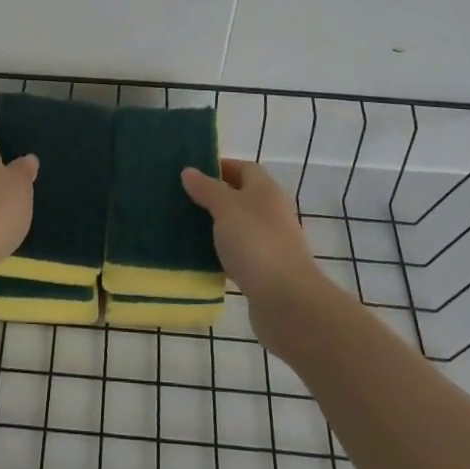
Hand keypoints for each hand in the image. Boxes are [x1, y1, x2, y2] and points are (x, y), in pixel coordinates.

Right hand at [181, 159, 329, 336]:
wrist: (286, 301)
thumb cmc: (256, 242)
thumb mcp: (226, 208)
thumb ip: (207, 189)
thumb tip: (189, 171)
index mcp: (266, 190)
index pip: (244, 168)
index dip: (220, 167)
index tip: (192, 174)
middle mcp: (271, 212)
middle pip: (241, 197)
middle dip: (213, 198)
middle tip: (182, 201)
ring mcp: (270, 243)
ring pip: (238, 227)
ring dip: (216, 228)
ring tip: (185, 229)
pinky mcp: (265, 272)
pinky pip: (239, 254)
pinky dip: (222, 254)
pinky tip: (201, 259)